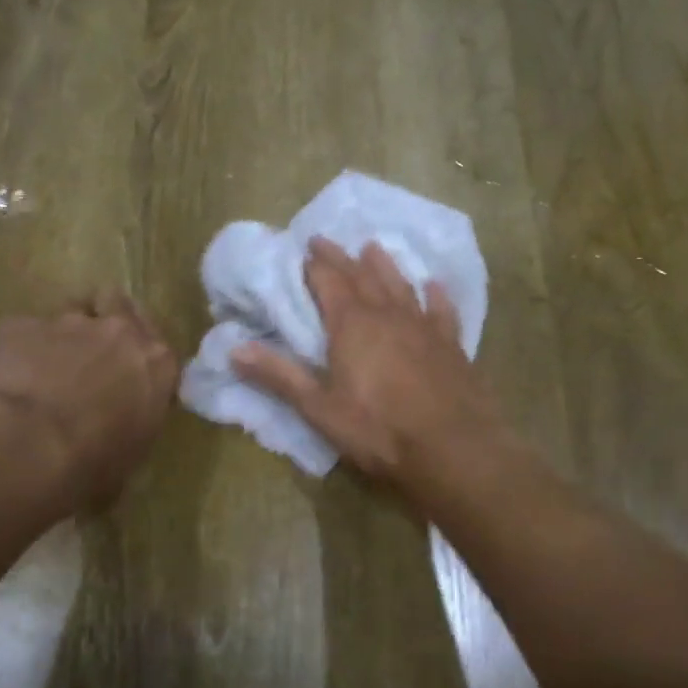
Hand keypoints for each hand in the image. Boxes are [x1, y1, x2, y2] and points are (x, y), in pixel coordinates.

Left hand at [0, 292, 176, 501]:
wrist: (28, 446)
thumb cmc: (93, 463)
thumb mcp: (130, 458)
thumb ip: (131, 432)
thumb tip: (114, 448)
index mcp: (157, 364)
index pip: (159, 349)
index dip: (140, 360)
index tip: (128, 379)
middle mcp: (120, 332)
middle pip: (120, 304)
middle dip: (108, 321)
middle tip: (91, 353)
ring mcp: (69, 322)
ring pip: (72, 308)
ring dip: (64, 331)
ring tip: (46, 362)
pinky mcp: (20, 325)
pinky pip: (21, 331)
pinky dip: (17, 349)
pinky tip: (6, 377)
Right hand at [232, 238, 508, 487]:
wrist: (453, 448)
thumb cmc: (379, 430)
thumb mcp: (320, 409)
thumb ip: (279, 376)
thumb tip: (233, 349)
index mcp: (352, 326)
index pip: (329, 282)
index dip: (315, 265)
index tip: (304, 248)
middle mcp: (388, 315)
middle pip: (362, 276)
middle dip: (342, 258)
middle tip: (327, 239)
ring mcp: (424, 327)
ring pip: (401, 285)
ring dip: (385, 265)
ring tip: (373, 247)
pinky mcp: (452, 344)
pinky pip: (442, 310)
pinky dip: (436, 295)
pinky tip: (435, 285)